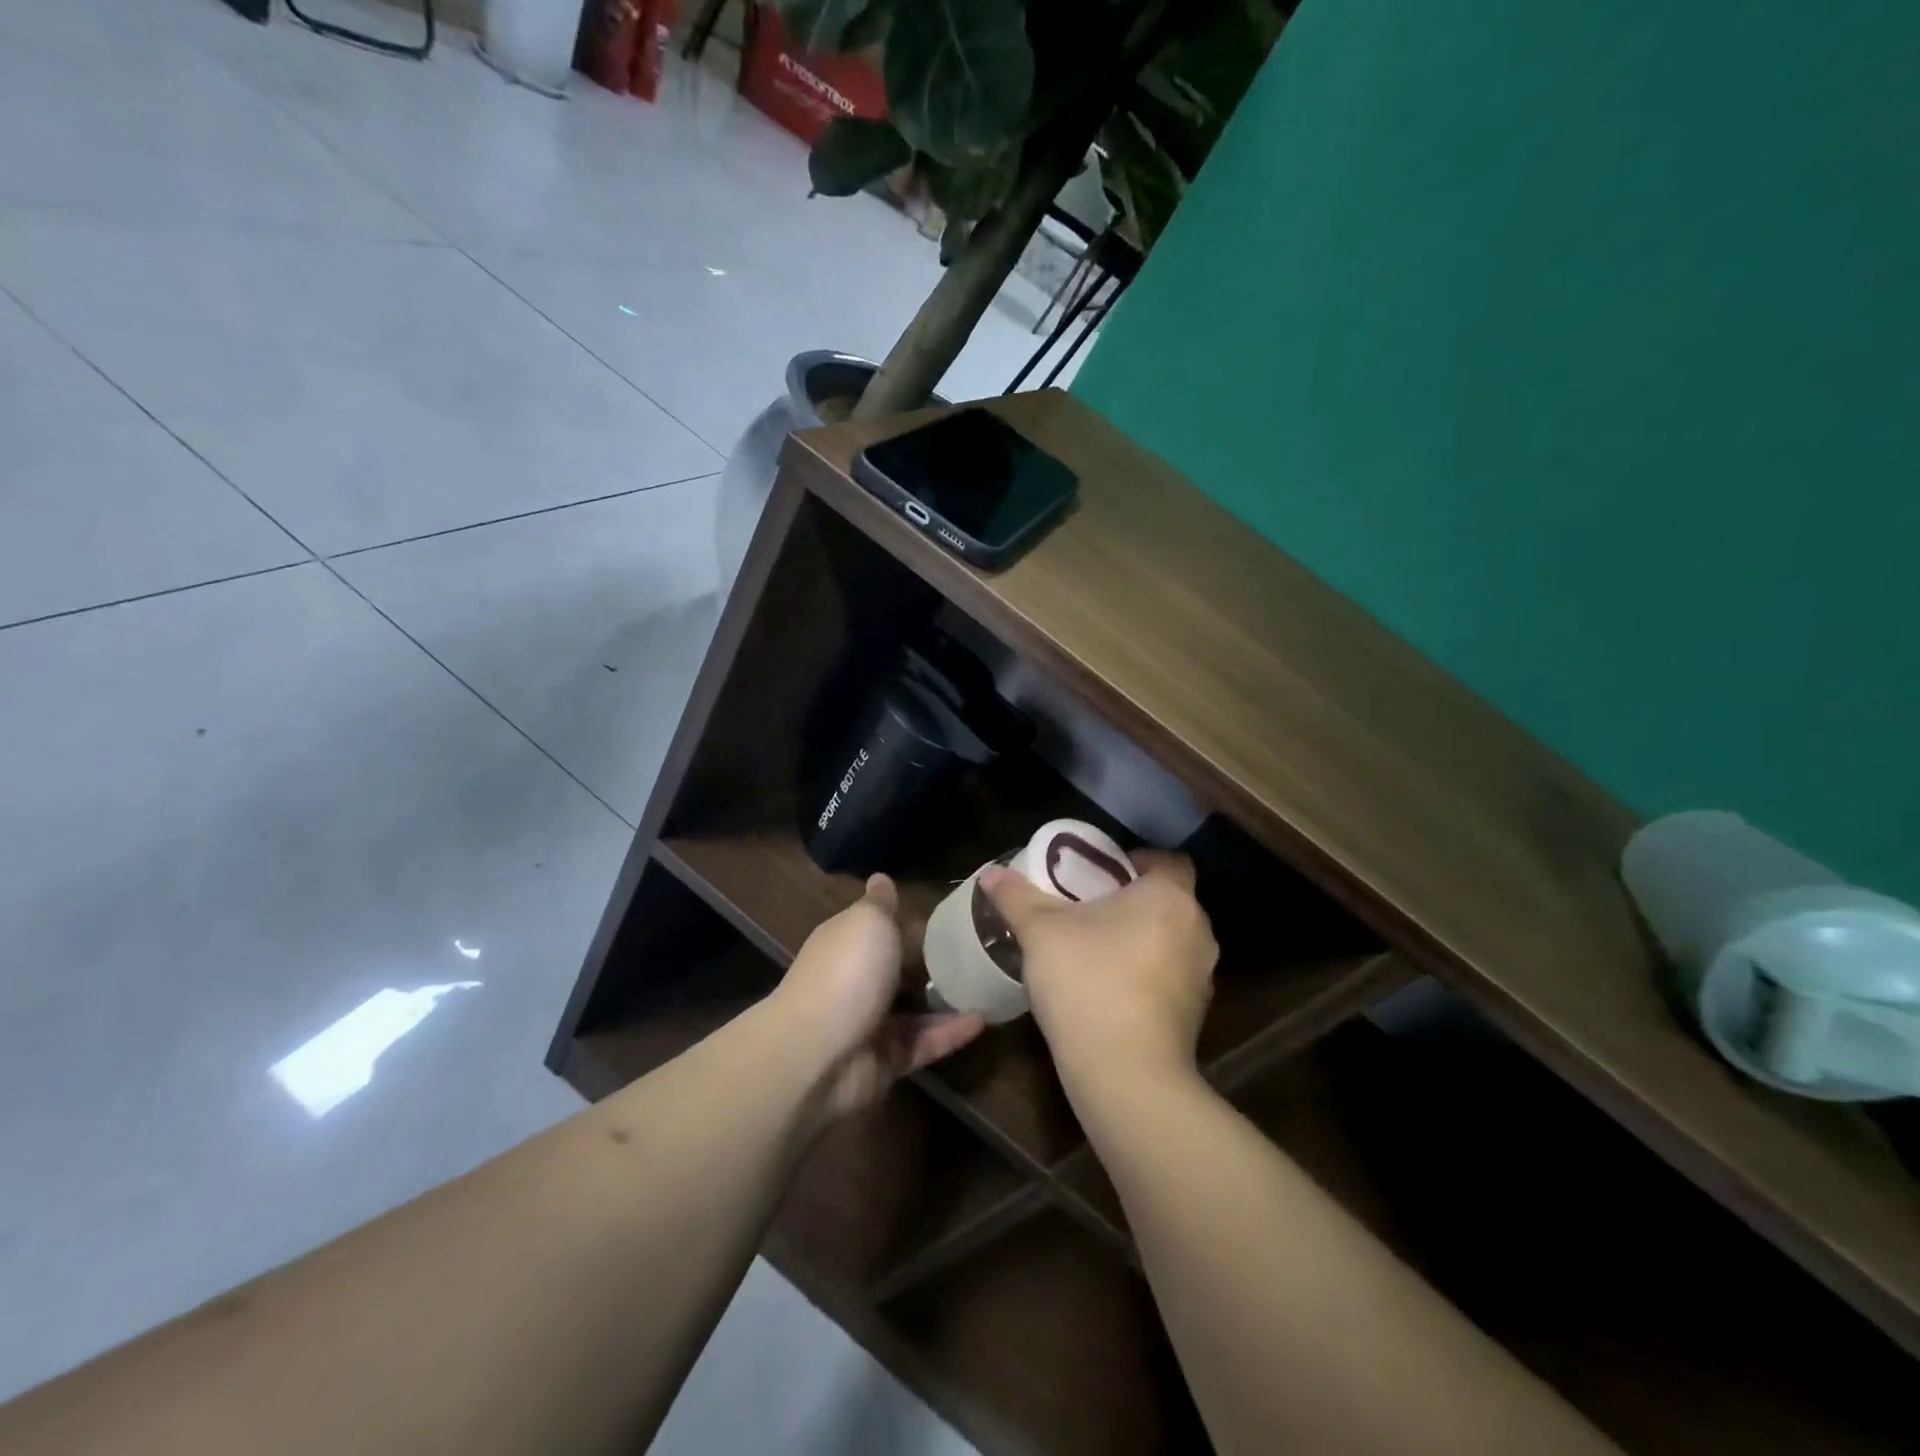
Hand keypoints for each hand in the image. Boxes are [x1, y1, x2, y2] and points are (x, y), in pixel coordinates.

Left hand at [775, 874, 983, 1120]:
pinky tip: (983, 1019)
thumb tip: (881, 877)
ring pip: (915, 1009)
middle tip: (982, 950)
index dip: (912, 921)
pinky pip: (924, 1043)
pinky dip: (950, 1033)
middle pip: (898, 968)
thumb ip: (881, 903)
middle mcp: (856, 980)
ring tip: (990, 984)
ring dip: (948, 999)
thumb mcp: (867, 922)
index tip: (954, 916)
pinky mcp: (886, 1061)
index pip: (881, 927)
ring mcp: (870, 1024)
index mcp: (847, 943)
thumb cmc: (846, 973)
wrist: (816, 1055)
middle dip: (934, 961)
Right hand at [980, 850, 1217, 1092]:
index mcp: (1169, 897)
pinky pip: (1171, 976)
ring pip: (1171, 939)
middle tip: (1089, 909)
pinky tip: (1110, 989)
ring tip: (1096, 949)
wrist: (1126, 1075)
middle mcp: (1197, 929)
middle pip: (1169, 900)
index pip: (1168, 860)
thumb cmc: (1088, 983)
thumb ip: (1017, 897)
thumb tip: (992, 873)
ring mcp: (1202, 975)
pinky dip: (1147, 973)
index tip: (1100, 875)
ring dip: (1141, 939)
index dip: (1137, 861)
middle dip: (1133, 901)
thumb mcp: (1040, 933)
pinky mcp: (1197, 1013)